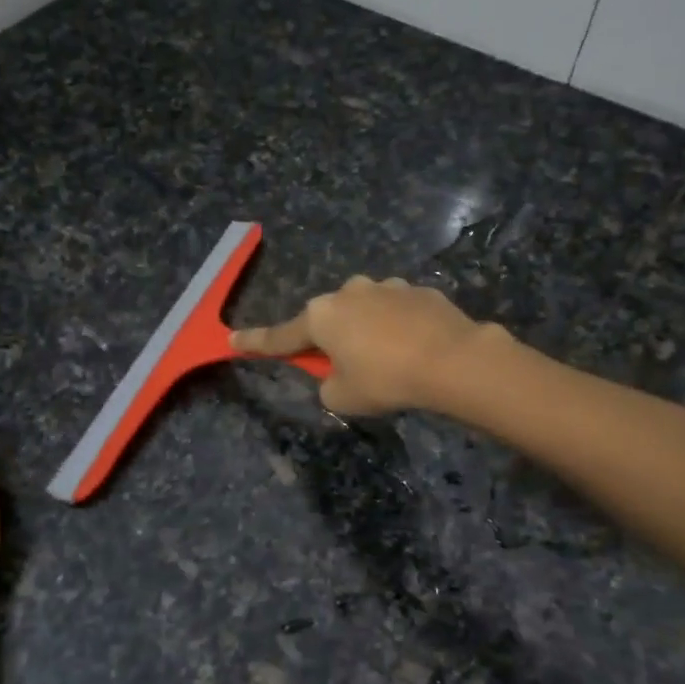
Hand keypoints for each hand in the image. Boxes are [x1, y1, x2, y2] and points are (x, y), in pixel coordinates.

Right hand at [231, 277, 497, 415]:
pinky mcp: (419, 291)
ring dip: (367, 330)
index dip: (256, 342)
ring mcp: (386, 287)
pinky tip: (415, 347)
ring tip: (390, 359)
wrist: (452, 360)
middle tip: (346, 367)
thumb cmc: (386, 380)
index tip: (232, 339)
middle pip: (328, 319)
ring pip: (365, 310)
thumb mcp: (343, 397)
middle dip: (330, 339)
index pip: (280, 336)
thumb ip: (328, 384)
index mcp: (321, 317)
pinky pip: (397, 311)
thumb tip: (337, 375)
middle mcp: (348, 293)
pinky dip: (399, 327)